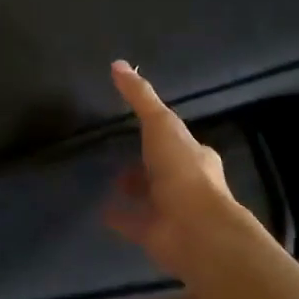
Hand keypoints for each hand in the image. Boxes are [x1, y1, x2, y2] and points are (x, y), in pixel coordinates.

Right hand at [105, 61, 251, 276]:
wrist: (194, 229)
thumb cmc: (182, 171)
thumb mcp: (160, 124)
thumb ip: (140, 96)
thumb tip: (118, 64)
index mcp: (195, 156)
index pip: (178, 141)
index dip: (161, 133)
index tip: (142, 128)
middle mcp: (187, 184)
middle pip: (163, 170)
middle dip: (147, 165)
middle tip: (123, 159)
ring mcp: (172, 211)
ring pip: (151, 197)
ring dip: (135, 191)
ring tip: (113, 184)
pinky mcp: (156, 234)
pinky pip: (133, 222)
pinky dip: (120, 216)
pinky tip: (102, 211)